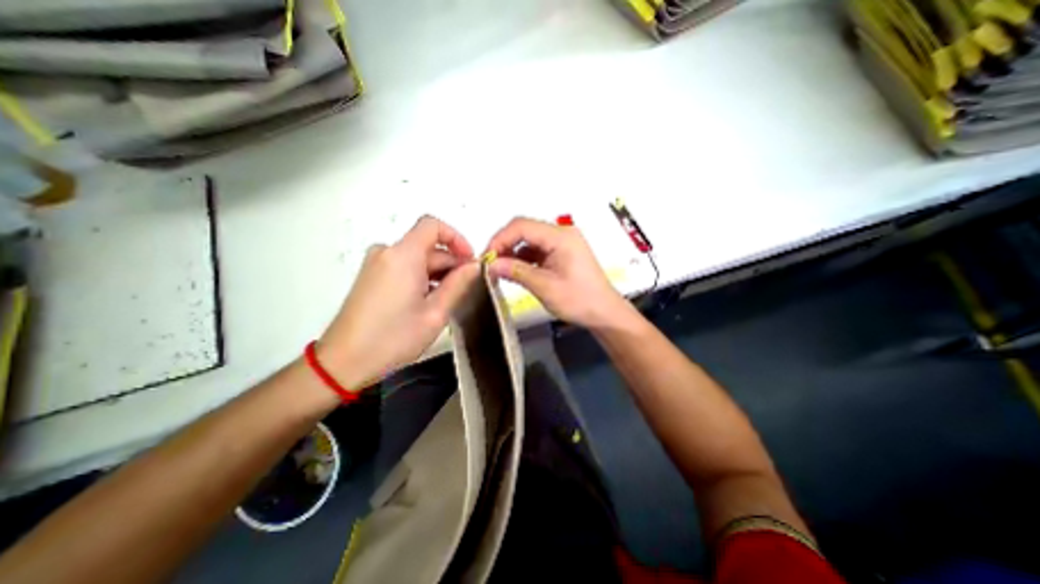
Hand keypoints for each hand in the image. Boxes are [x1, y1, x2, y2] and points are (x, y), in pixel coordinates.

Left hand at [323, 216, 477, 389]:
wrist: (343, 362)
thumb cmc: (394, 338)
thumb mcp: (435, 313)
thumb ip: (459, 284)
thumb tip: (477, 265)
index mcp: (403, 255)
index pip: (433, 225)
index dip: (456, 238)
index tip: (469, 261)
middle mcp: (387, 252)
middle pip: (427, 246)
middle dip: (450, 263)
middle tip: (465, 289)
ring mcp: (376, 264)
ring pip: (417, 258)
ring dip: (437, 273)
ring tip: (446, 301)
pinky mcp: (371, 276)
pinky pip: (404, 267)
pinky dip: (421, 277)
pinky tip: (427, 302)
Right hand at [486, 217, 623, 330]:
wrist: (604, 313)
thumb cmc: (579, 300)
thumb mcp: (545, 287)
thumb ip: (516, 272)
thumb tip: (491, 264)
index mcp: (560, 237)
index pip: (522, 226)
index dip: (500, 239)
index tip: (487, 257)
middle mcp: (562, 234)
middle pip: (525, 230)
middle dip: (505, 245)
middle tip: (491, 264)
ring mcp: (563, 243)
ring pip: (529, 240)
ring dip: (513, 252)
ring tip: (500, 270)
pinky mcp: (562, 253)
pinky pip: (537, 250)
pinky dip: (524, 259)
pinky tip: (516, 271)